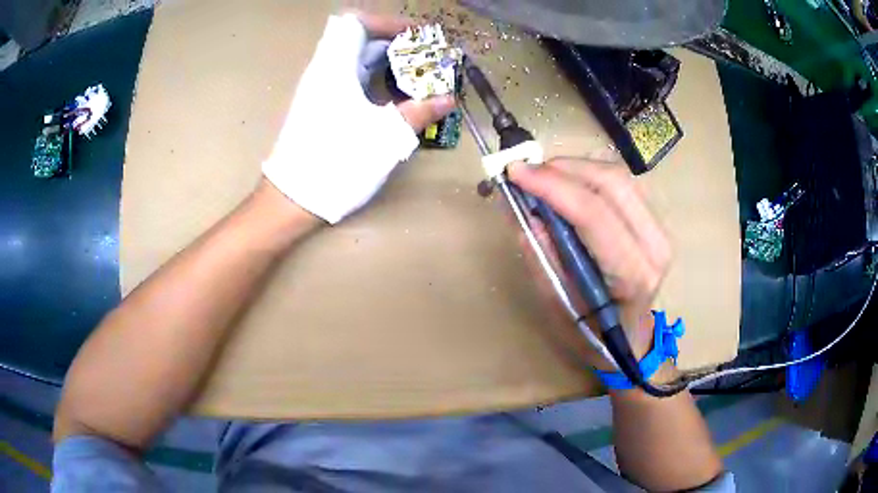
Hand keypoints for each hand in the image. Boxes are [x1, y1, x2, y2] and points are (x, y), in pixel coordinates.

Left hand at [263, 13, 455, 223]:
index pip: (356, 23)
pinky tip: (392, 95)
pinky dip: (372, 77)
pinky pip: (348, 78)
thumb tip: (448, 99)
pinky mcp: (318, 107)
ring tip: (415, 73)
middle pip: (358, 39)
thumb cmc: (338, 162)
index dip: (388, 22)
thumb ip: (420, 112)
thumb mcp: (386, 137)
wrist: (293, 198)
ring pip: (353, 59)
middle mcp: (323, 72)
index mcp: (335, 68)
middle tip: (424, 56)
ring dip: (385, 61)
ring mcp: (318, 90)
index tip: (416, 35)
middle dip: (394, 42)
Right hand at [508, 157, 671, 369]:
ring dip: (576, 167)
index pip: (594, 214)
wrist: (631, 339)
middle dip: (564, 169)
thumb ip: (541, 255)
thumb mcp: (557, 305)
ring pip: (619, 177)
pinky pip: (623, 184)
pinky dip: (591, 174)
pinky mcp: (656, 222)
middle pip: (612, 183)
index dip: (553, 186)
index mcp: (632, 275)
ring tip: (543, 177)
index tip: (515, 172)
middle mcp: (655, 246)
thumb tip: (522, 208)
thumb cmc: (593, 334)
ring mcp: (661, 231)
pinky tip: (569, 183)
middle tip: (526, 172)